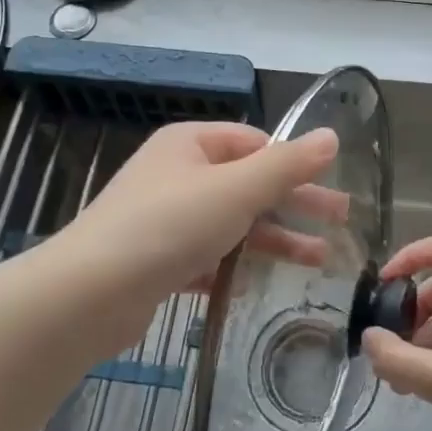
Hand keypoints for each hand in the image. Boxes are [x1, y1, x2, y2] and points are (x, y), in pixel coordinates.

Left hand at [54, 120, 342, 314]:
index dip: (293, 162)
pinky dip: (234, 267)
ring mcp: (164, 219)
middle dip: (294, 203)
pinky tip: (258, 284)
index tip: (329, 185)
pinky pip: (207, 257)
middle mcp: (176, 175)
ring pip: (231, 223)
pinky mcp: (157, 261)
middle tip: (341, 221)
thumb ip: (287, 166)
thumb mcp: (236, 190)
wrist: (90, 293)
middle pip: (248, 184)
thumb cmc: (169, 226)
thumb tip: (331, 136)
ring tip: (319, 261)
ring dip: (274, 239)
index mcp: (189, 144)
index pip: (254, 142)